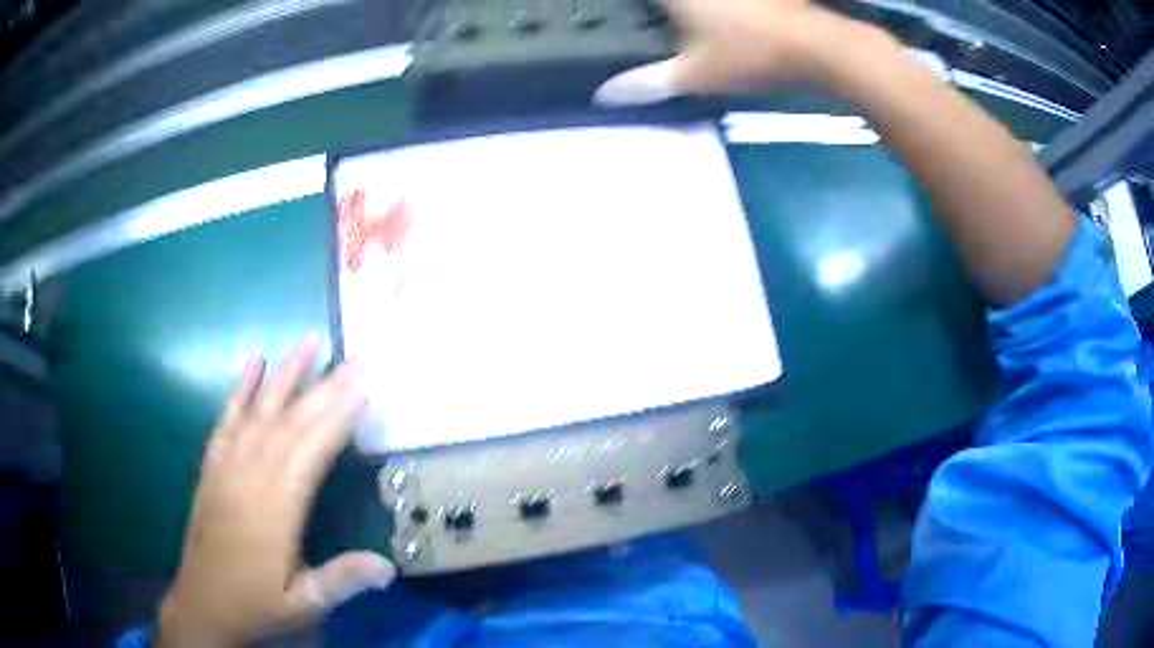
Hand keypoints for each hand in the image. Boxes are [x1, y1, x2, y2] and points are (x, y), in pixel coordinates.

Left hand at [157, 337, 393, 645]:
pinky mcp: (212, 467)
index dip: (339, 417)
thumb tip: (389, 567)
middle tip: (355, 356)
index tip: (365, 386)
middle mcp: (249, 478)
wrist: (203, 603)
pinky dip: (240, 389)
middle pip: (290, 423)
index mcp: (275, 510)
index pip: (311, 452)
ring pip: (259, 413)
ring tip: (309, 342)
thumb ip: (341, 581)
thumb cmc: (256, 604)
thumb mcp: (303, 604)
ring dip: (285, 375)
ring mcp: (226, 467)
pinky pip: (226, 421)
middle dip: (325, 387)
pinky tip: (254, 363)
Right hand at [594, 0, 827, 104]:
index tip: (621, 12)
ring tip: (683, 20)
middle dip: (657, 8)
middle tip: (649, 16)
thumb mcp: (694, 75)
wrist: (816, 49)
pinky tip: (721, 14)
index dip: (628, 5)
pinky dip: (720, 5)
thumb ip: (647, 83)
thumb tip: (601, 95)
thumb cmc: (749, 57)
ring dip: (690, 7)